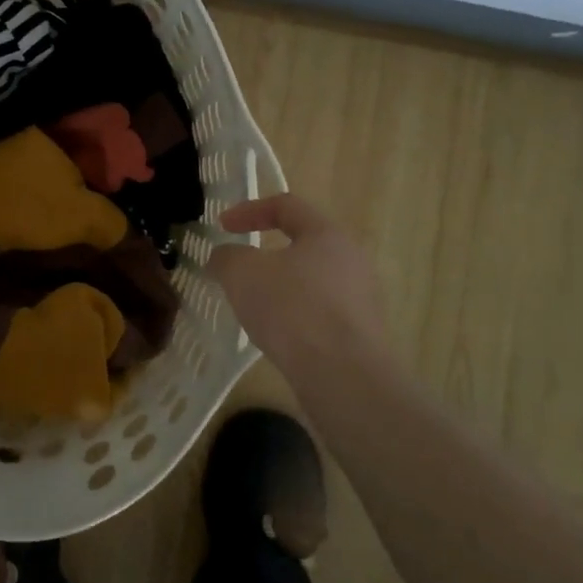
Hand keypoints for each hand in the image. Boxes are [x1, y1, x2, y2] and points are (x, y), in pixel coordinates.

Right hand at [206, 194, 386, 374]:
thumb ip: (227, 257)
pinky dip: (294, 316)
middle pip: (302, 244)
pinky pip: (319, 313)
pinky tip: (276, 335)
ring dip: (279, 287)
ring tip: (253, 306)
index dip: (248, 210)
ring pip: (310, 281)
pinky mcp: (361, 334)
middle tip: (238, 269)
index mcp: (327, 234)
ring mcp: (361, 299)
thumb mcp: (241, 273)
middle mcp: (352, 259)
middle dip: (265, 253)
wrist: (344, 377)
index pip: (286, 206)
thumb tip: (225, 258)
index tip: (221, 227)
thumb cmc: (292, 308)